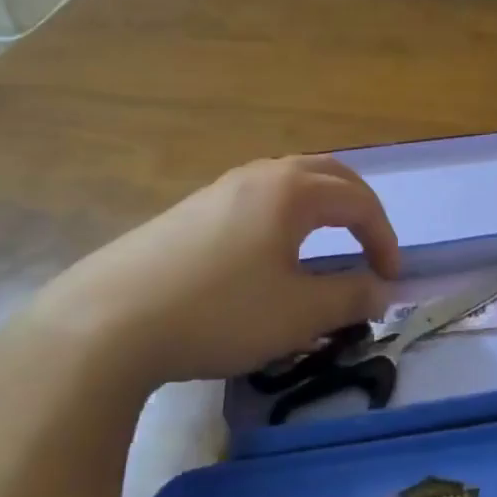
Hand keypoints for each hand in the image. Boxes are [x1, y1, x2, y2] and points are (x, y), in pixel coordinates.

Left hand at [23, 155, 399, 386]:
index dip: (383, 238)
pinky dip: (286, 215)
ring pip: (289, 182)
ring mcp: (220, 188)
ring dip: (321, 206)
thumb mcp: (298, 314)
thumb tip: (381, 290)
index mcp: (292, 191)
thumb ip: (349, 298)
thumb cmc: (219, 312)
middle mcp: (260, 175)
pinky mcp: (191, 209)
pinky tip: (270, 252)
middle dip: (358, 207)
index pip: (358, 200)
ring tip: (326, 244)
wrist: (107, 323)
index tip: (389, 278)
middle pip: (327, 174)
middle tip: (370, 244)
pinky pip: (257, 198)